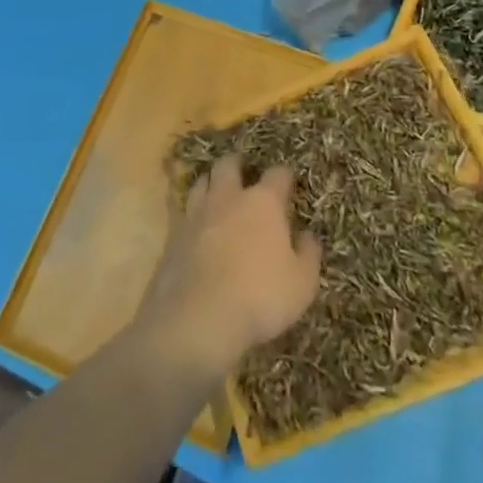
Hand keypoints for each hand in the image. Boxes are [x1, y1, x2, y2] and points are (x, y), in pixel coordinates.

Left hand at [135, 156, 322, 380]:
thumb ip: (308, 254)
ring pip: (201, 183)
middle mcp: (228, 198)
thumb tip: (308, 236)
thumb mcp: (302, 283)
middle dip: (237, 165)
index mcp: (263, 203)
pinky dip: (189, 212)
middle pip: (229, 166)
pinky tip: (193, 222)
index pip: (277, 175)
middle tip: (243, 170)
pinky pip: (180, 211)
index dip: (285, 176)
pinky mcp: (173, 235)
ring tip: (216, 190)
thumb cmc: (260, 297)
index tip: (288, 180)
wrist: (199, 317)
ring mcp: (196, 214)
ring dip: (210, 183)